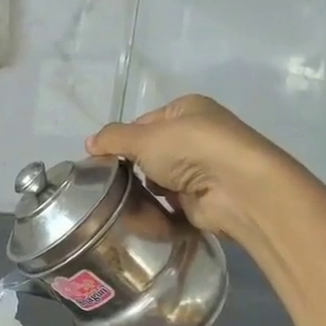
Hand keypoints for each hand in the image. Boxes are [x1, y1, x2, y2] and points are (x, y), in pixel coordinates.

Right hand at [87, 94, 283, 237]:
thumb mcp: (144, 137)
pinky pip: (171, 204)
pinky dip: (159, 210)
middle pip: (151, 153)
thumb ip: (113, 139)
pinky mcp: (205, 198)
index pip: (144, 123)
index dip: (122, 140)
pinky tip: (147, 216)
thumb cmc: (190, 150)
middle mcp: (198, 135)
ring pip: (159, 180)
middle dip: (134, 169)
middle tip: (113, 184)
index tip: (103, 160)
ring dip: (146, 191)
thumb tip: (89, 143)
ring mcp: (203, 169)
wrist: (236, 189)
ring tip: (128, 202)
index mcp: (187, 109)